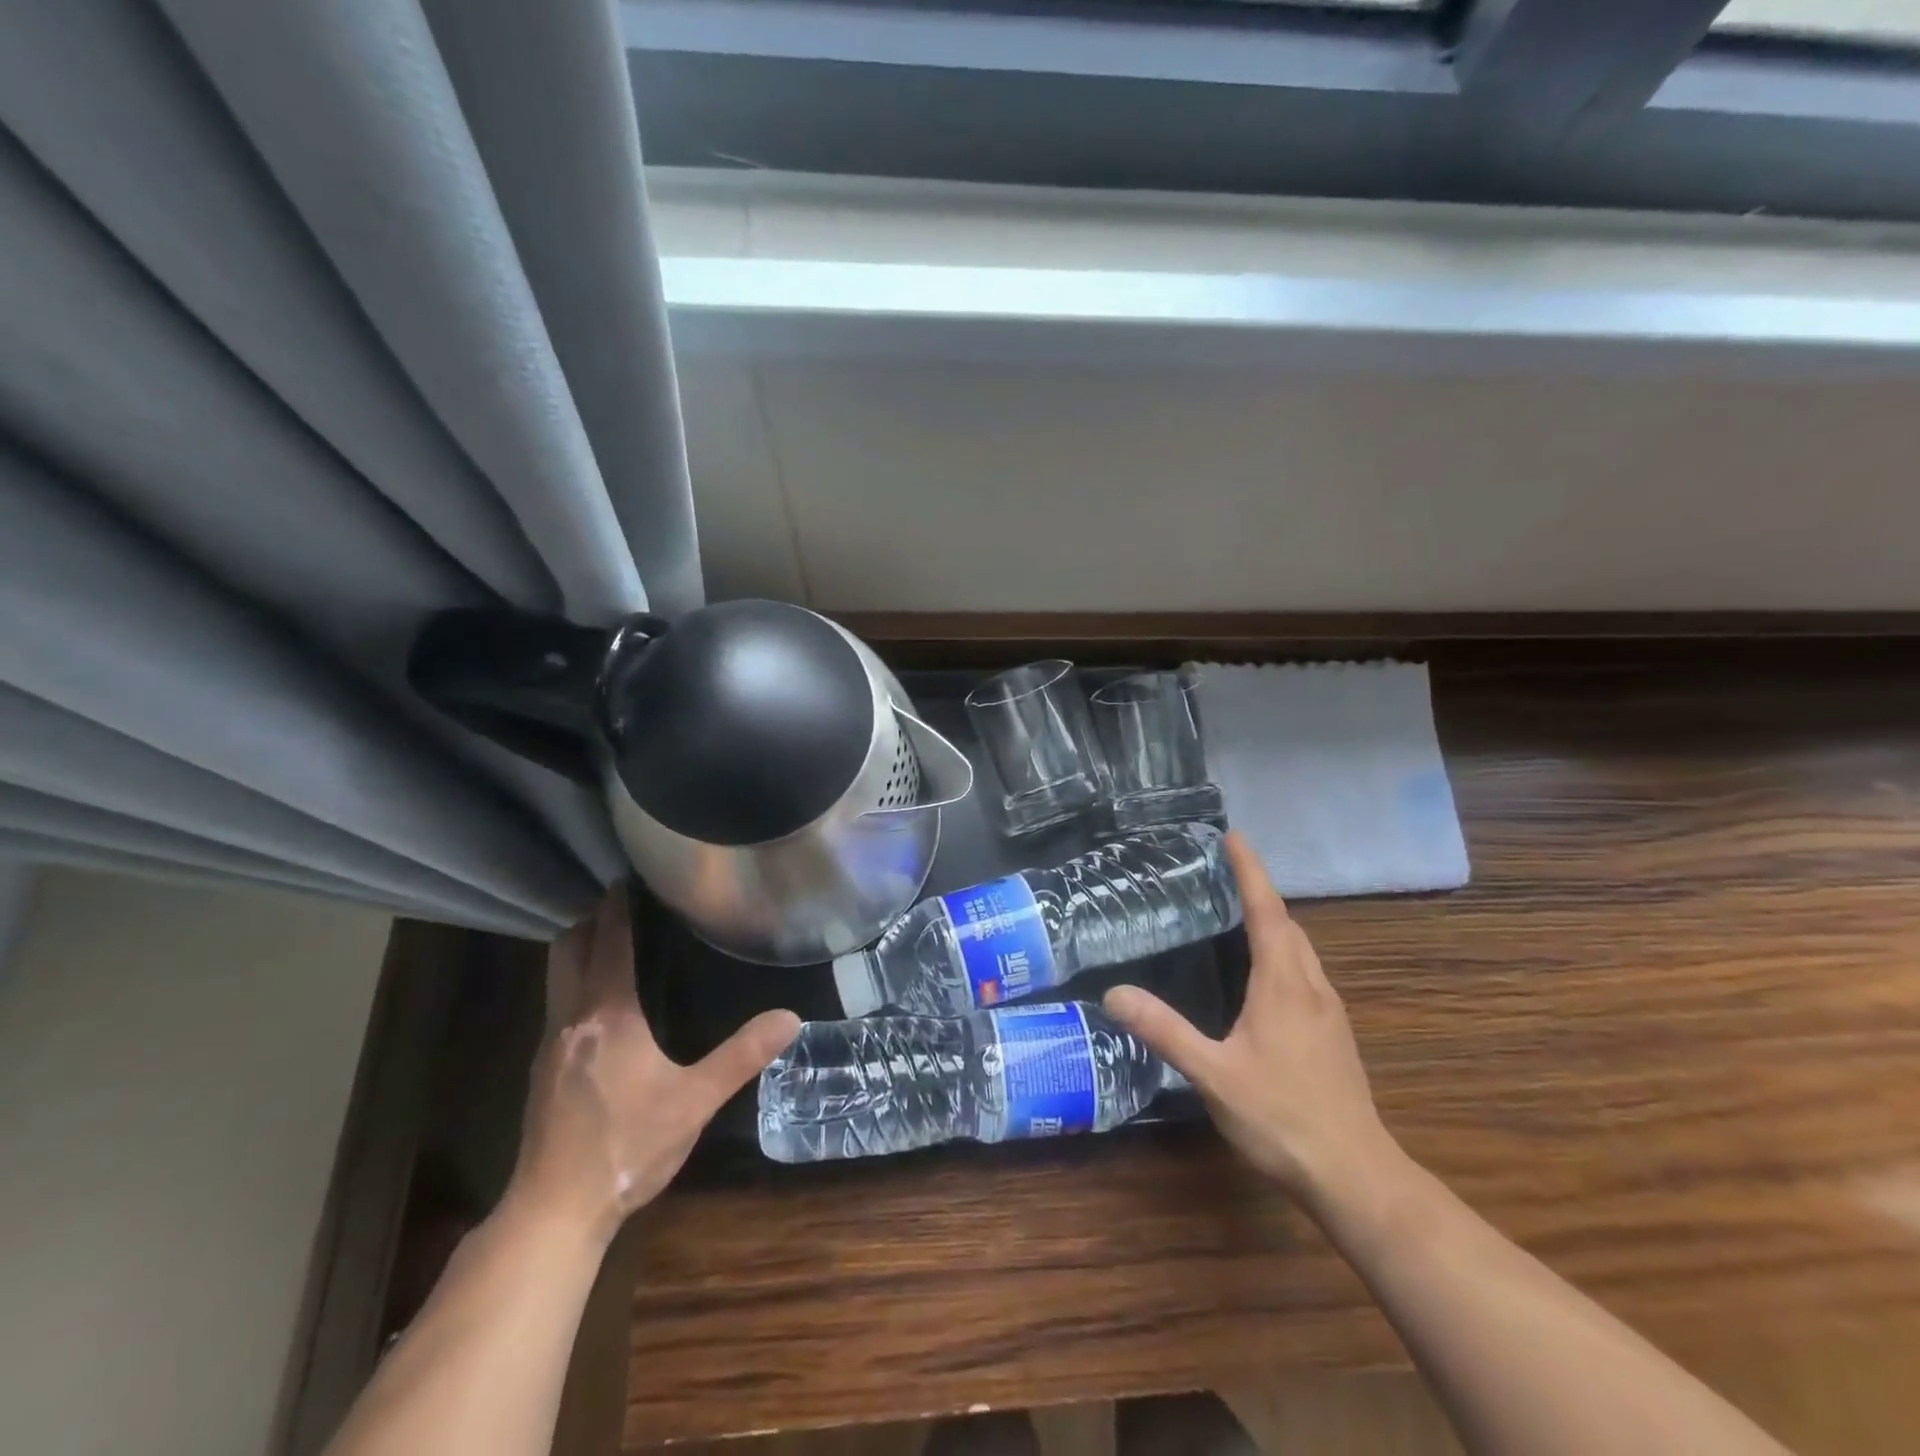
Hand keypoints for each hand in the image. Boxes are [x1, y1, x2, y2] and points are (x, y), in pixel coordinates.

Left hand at [507, 890, 799, 1244]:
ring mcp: (549, 1045)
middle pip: (567, 950)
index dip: (617, 909)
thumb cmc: (627, 1147)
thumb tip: (790, 1018)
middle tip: (620, 903)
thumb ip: (743, 1056)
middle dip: (590, 921)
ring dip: (577, 950)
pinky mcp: (541, 1070)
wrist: (554, 1211)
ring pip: (555, 977)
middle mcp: (571, 1019)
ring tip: (609, 940)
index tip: (626, 880)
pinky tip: (599, 1001)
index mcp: (608, 1015)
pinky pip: (557, 1004)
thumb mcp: (695, 1101)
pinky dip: (574, 981)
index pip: (609, 944)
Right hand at [1104, 832, 1397, 1207]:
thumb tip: (1114, 993)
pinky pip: (1306, 974)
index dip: (1250, 871)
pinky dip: (1283, 953)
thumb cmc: (1282, 1118)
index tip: (1233, 836)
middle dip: (1260, 892)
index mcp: (1284, 984)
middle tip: (1224, 873)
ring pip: (1302, 950)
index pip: (1267, 910)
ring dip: (1274, 923)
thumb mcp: (1213, 1074)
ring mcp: (1329, 1012)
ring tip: (1239, 914)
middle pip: (1289, 925)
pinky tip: (1263, 978)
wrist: (1355, 1177)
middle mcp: (1312, 987)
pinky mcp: (1333, 1036)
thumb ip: (1165, 1031)